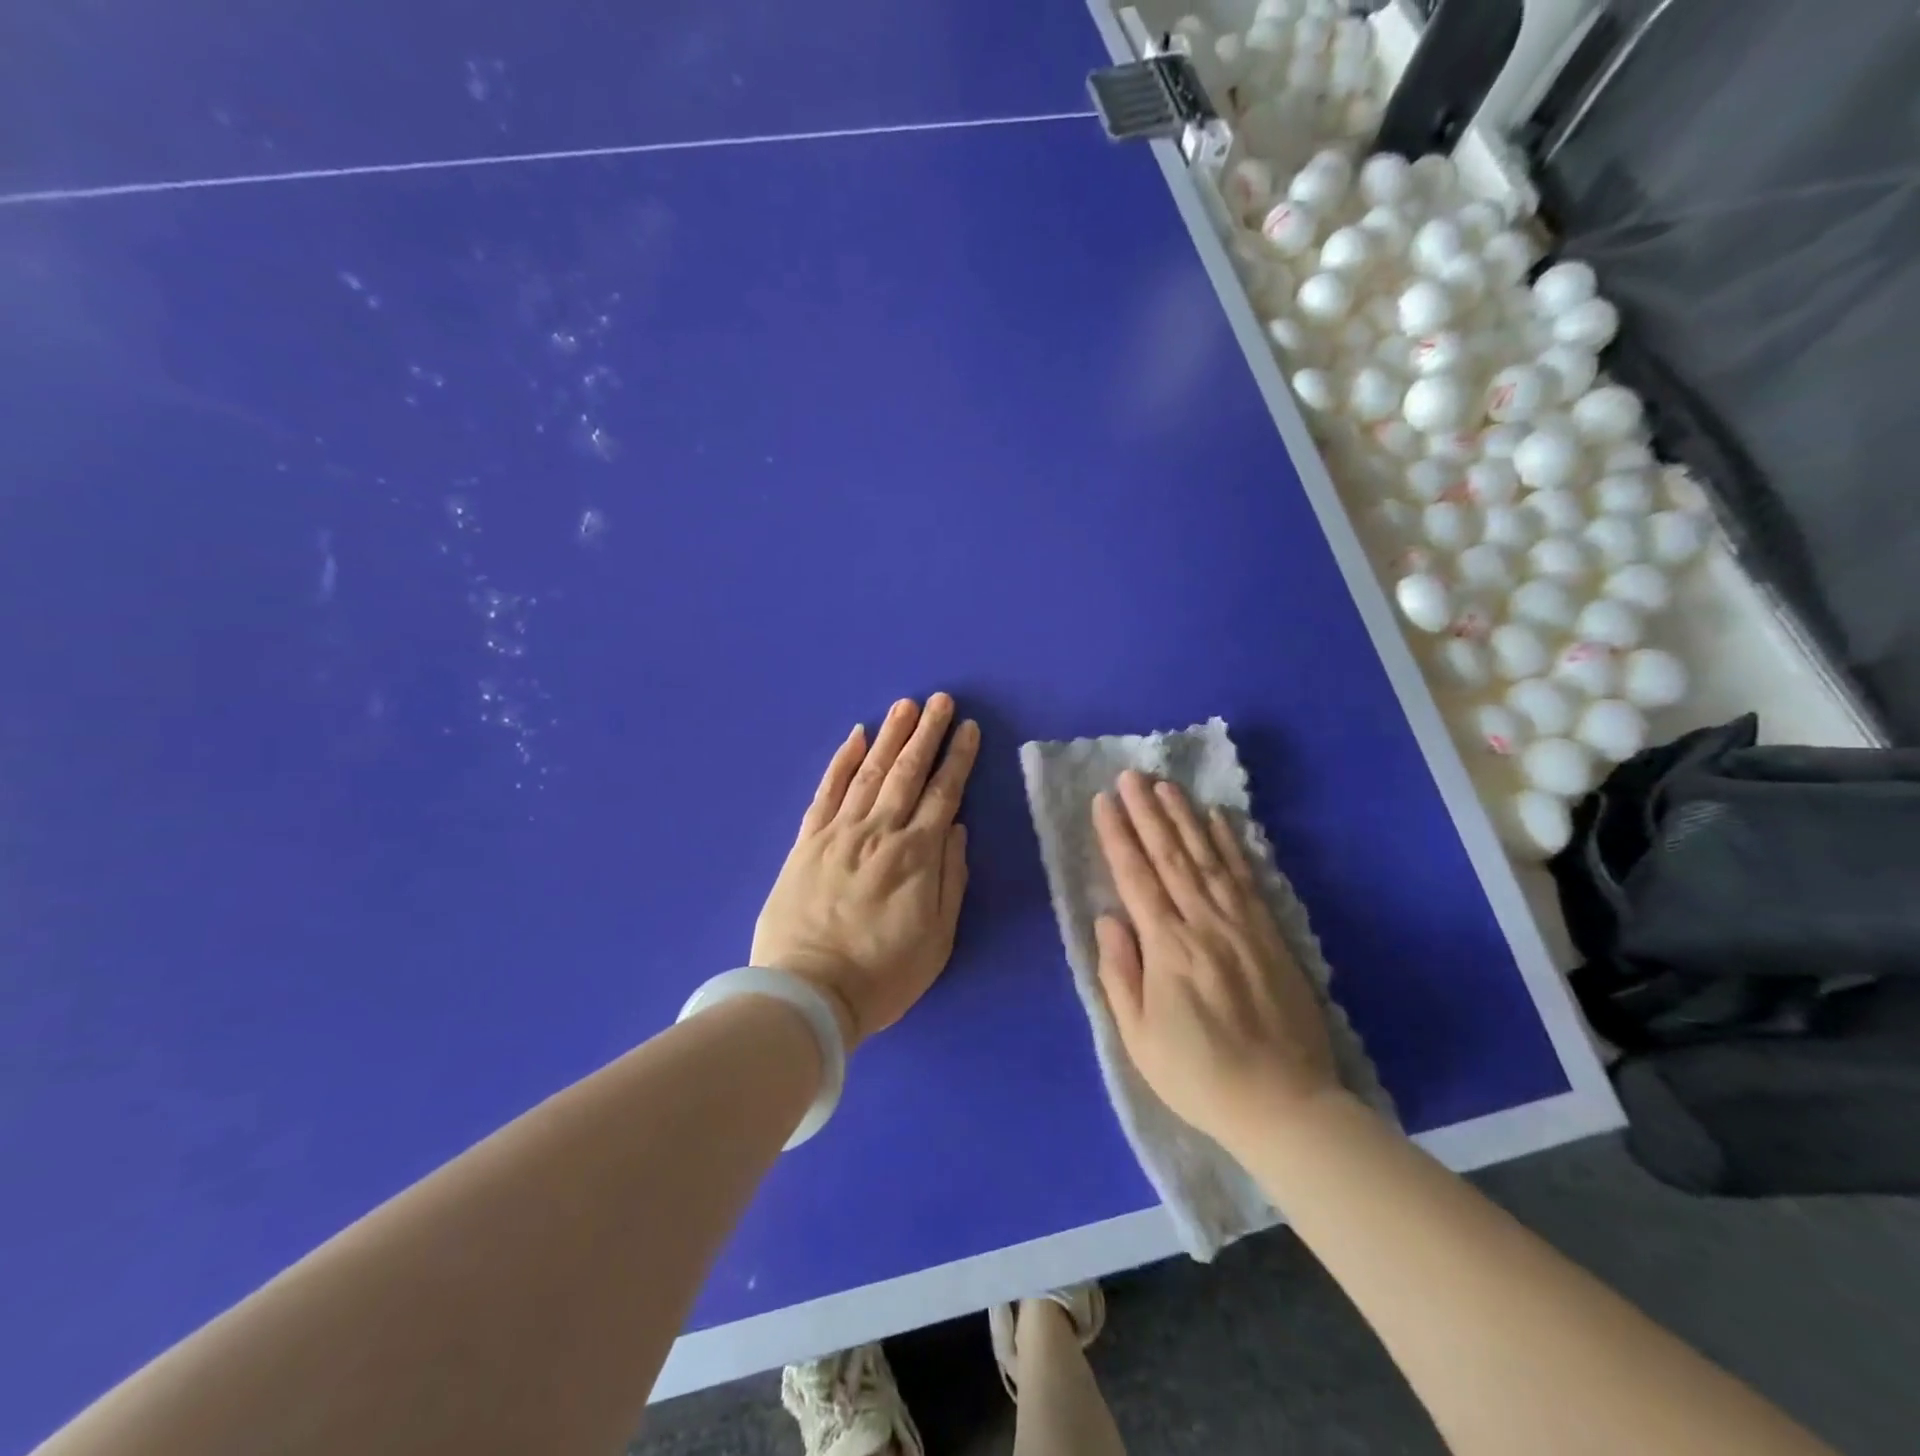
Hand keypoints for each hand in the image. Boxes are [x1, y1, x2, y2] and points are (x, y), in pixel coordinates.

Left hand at [752, 694, 978, 1048]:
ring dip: (889, 736)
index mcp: (916, 856)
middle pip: (908, 772)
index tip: (969, 730)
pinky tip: (854, 737)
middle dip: (927, 733)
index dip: (958, 759)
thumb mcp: (937, 939)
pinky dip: (841, 761)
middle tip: (941, 700)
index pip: (943, 794)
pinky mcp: (807, 841)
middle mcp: (879, 833)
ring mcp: (839, 833)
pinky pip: (827, 792)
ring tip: (905, 706)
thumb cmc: (882, 975)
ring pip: (869, 772)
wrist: (807, 995)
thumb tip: (955, 828)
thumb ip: (950, 879)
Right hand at [1092, 771, 1341, 1149]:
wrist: (1284, 1104)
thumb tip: (1107, 919)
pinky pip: (1245, 877)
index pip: (1136, 877)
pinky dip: (1230, 844)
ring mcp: (1241, 924)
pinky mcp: (1270, 933)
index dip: (1117, 836)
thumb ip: (1120, 973)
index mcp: (1167, 947)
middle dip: (1146, 812)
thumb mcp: (1139, 1038)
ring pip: (1207, 857)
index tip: (1103, 801)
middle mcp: (1203, 923)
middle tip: (1130, 775)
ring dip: (1184, 817)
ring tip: (1165, 785)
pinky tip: (1219, 819)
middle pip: (1170, 856)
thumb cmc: (1199, 1075)